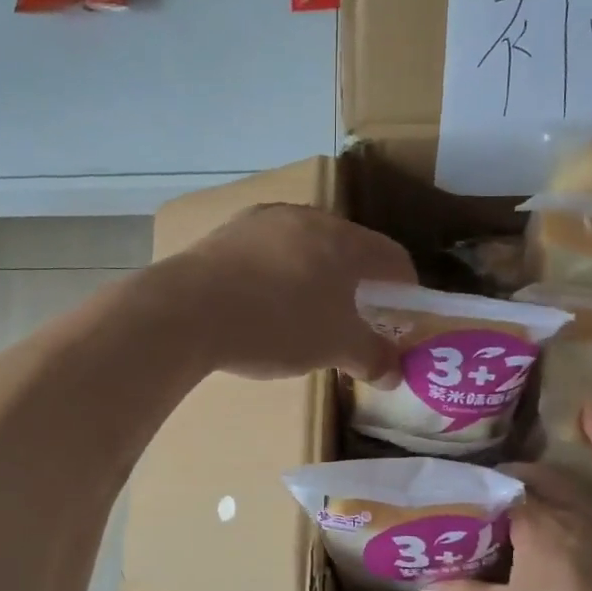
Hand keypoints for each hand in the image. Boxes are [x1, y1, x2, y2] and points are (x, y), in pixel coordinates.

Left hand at [162, 204, 415, 381]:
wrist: (186, 311)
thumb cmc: (277, 324)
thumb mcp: (334, 347)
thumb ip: (371, 357)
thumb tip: (395, 373)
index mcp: (343, 239)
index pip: (393, 257)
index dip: (405, 289)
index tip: (401, 318)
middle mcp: (307, 218)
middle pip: (349, 249)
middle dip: (358, 285)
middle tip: (355, 320)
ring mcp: (262, 221)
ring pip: (306, 248)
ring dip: (316, 278)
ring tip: (307, 316)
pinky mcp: (226, 233)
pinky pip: (268, 252)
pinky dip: (278, 276)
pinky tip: (263, 305)